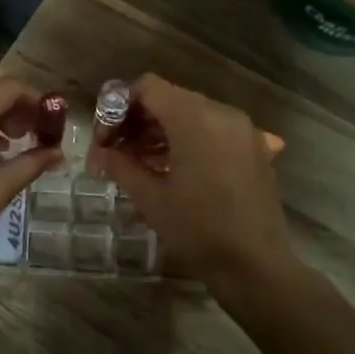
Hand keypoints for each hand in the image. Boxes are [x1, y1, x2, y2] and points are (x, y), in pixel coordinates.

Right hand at [87, 74, 296, 291]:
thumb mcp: (150, 198)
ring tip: (142, 165)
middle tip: (117, 154)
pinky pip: (214, 131)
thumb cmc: (198, 229)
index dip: (119, 108)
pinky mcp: (255, 149)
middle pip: (170, 99)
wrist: (255, 265)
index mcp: (194, 118)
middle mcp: (222, 113)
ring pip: (193, 114)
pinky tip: (177, 171)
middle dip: (139, 121)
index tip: (105, 140)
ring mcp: (244, 130)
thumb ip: (120, 166)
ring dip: (163, 132)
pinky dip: (190, 141)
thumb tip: (99, 154)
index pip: (148, 88)